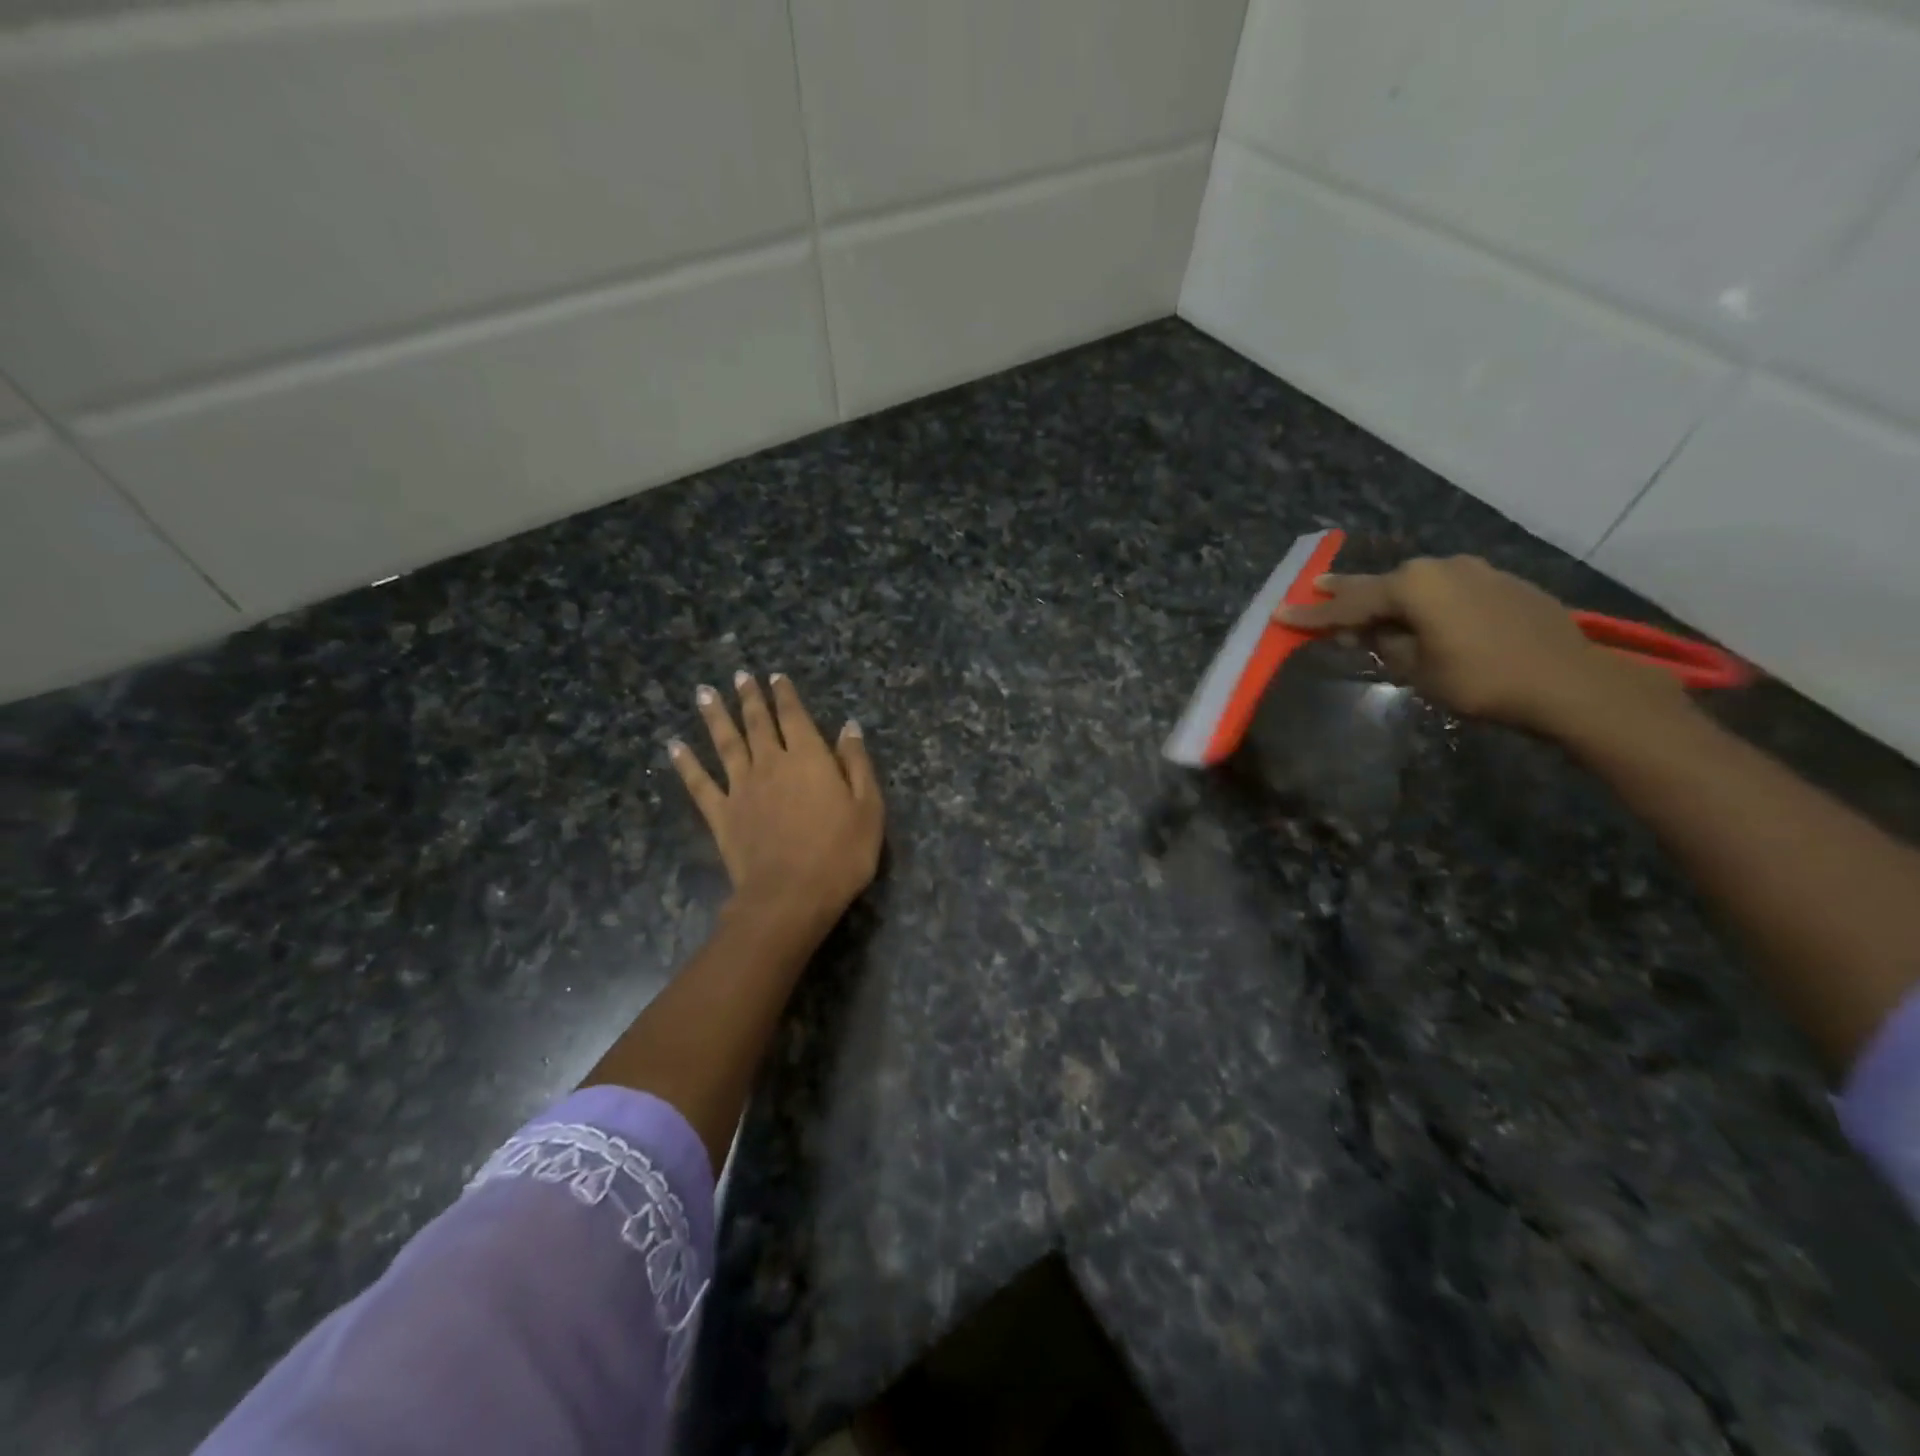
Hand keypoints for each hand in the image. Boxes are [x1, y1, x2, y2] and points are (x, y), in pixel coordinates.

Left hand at [670, 672, 883, 932]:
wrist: (791, 895)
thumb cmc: (840, 853)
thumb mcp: (868, 807)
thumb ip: (857, 764)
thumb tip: (849, 727)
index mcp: (809, 758)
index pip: (795, 717)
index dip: (785, 695)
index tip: (775, 676)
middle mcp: (771, 763)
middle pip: (757, 723)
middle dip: (749, 697)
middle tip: (739, 676)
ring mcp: (741, 788)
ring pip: (725, 743)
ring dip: (715, 716)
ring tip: (703, 692)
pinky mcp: (721, 815)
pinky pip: (699, 783)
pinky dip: (686, 763)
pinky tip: (675, 746)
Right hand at [1276, 555, 1687, 737]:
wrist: (1569, 682)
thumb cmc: (1480, 680)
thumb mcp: (1416, 670)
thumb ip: (1385, 644)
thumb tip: (1368, 631)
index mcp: (1413, 586)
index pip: (1349, 603)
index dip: (1312, 614)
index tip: (1280, 612)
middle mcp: (1442, 567)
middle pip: (1382, 584)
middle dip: (1349, 594)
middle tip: (1318, 591)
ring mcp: (1477, 570)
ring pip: (1419, 584)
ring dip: (1393, 599)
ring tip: (1373, 614)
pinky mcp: (1504, 583)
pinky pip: (1450, 589)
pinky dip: (1429, 603)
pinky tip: (1428, 620)